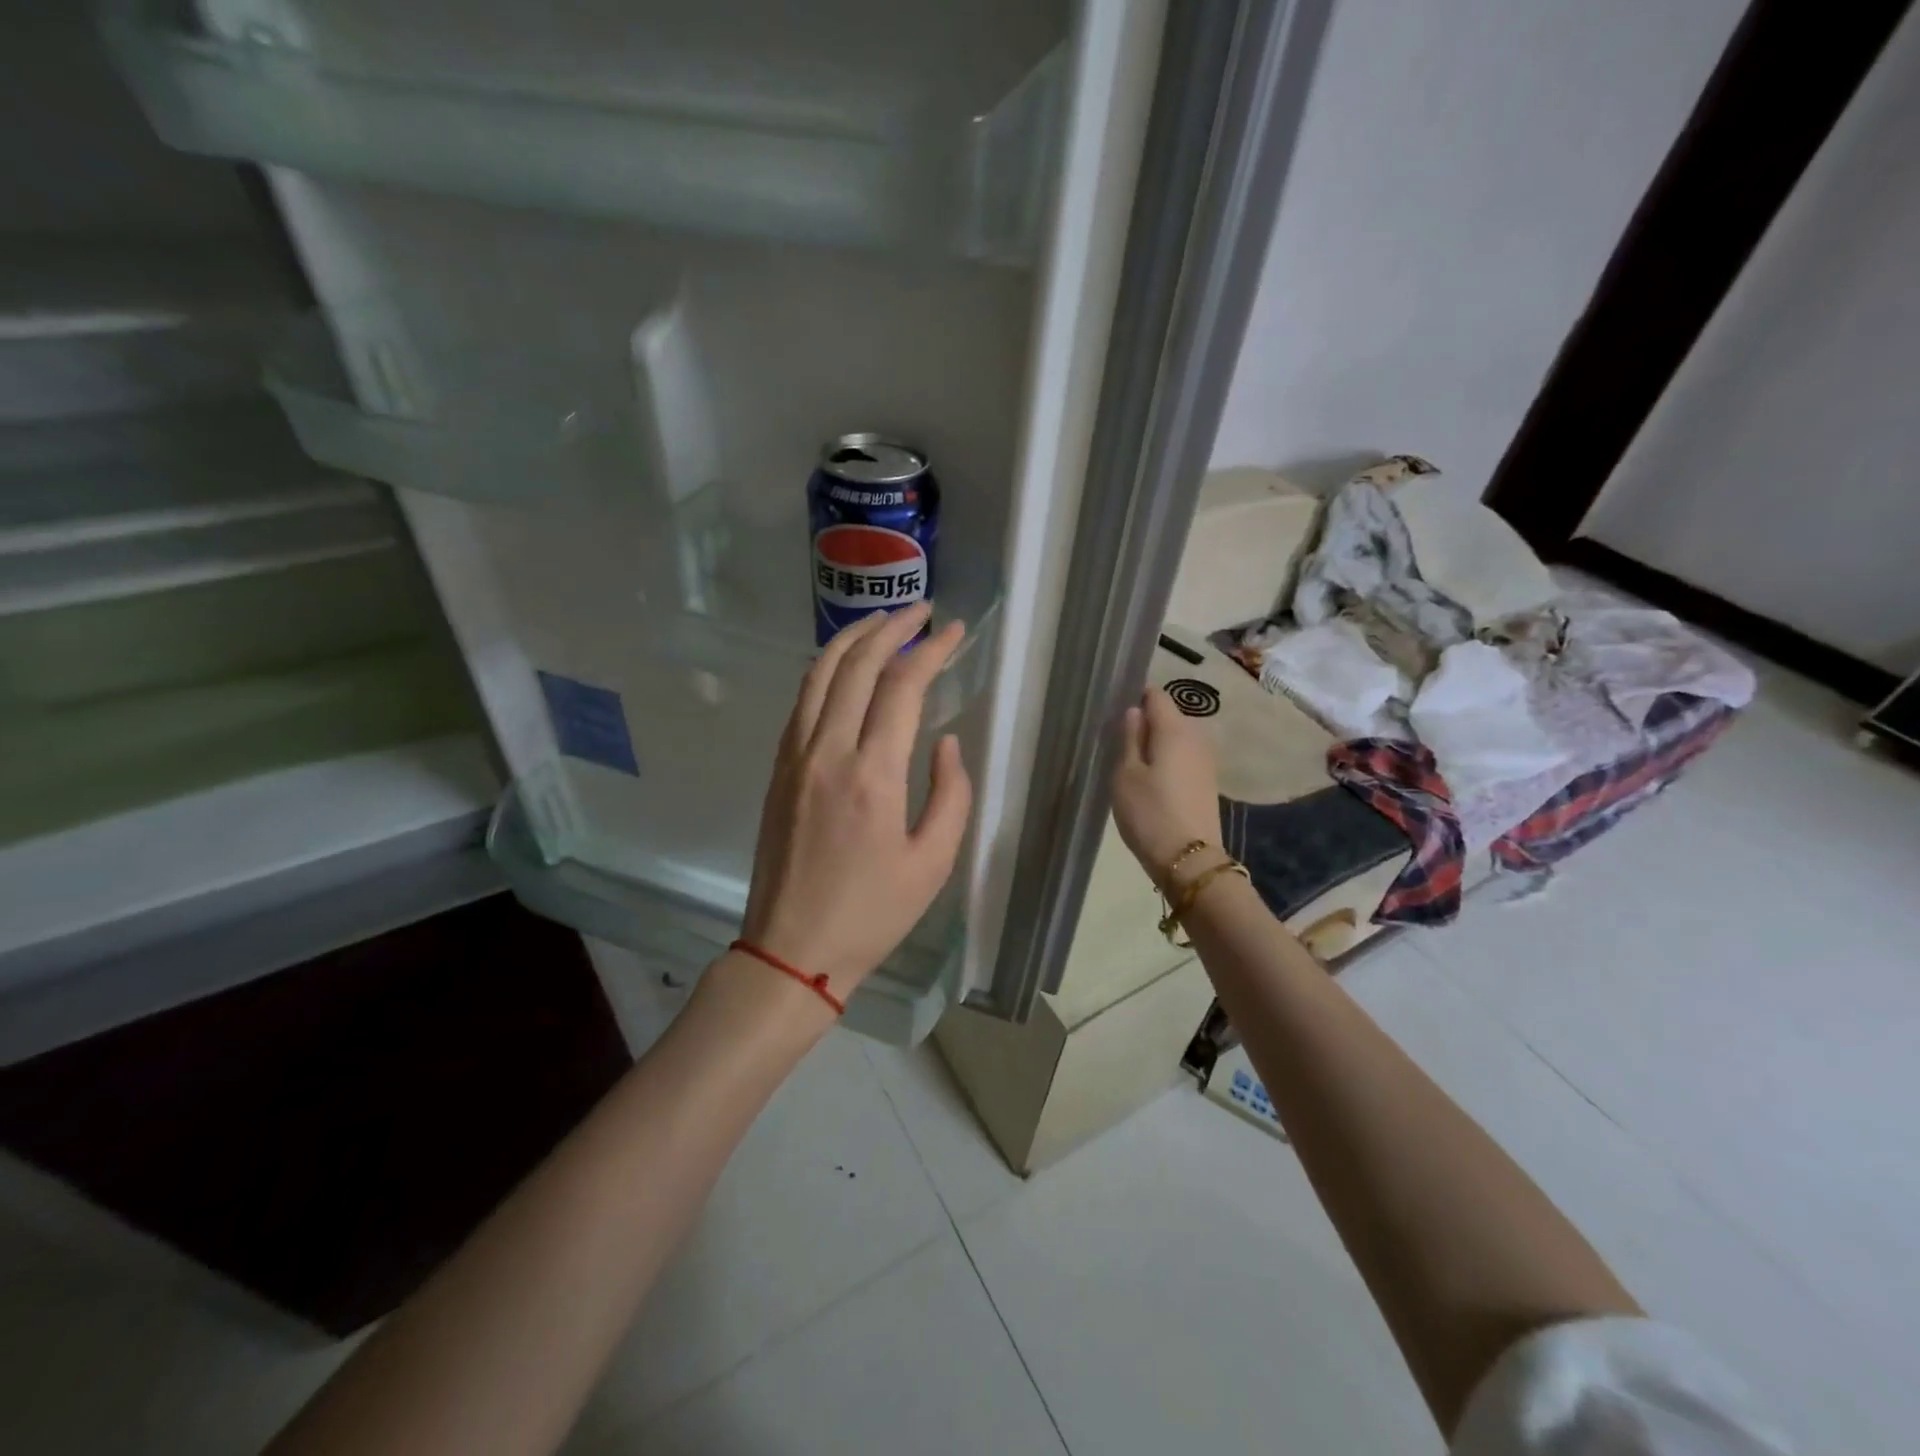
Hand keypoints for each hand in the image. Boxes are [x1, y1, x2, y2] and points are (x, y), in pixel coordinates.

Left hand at [739, 603, 973, 1004]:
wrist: (792, 949)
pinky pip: (801, 702)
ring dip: (851, 639)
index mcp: (872, 775)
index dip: (930, 650)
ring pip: (819, 675)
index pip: (902, 686)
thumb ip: (951, 794)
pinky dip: (825, 671)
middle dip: (891, 627)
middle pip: (856, 665)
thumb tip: (945, 742)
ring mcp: (794, 757)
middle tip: (920, 611)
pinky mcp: (777, 769)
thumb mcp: (933, 862)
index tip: (953, 631)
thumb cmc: (872, 913)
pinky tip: (843, 668)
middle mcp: (827, 752)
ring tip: (881, 620)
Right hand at [1111, 686, 1223, 884]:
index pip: (1156, 695)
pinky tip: (1151, 781)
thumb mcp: (1126, 775)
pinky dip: (1167, 760)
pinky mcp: (1208, 781)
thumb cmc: (1149, 813)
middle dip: (1145, 722)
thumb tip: (1134, 712)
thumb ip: (1130, 738)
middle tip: (1118, 742)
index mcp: (1174, 729)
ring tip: (1132, 763)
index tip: (1115, 712)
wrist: (1189, 860)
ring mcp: (1206, 760)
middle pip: (1169, 716)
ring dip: (1156, 743)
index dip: (1135, 696)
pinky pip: (1184, 757)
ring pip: (1177, 738)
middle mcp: (1196, 737)